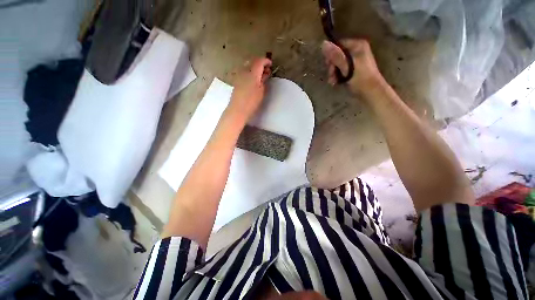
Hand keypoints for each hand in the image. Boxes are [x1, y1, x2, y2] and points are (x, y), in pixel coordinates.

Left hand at [228, 57, 271, 121]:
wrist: (238, 109)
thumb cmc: (252, 102)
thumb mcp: (261, 91)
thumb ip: (263, 80)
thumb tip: (265, 73)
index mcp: (252, 73)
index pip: (259, 61)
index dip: (266, 61)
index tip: (271, 64)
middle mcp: (244, 71)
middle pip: (252, 61)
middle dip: (260, 63)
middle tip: (266, 70)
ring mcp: (238, 75)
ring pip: (247, 66)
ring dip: (254, 68)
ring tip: (260, 75)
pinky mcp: (236, 81)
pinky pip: (244, 71)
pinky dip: (249, 72)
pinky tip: (252, 80)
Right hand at [321, 39, 383, 96]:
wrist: (371, 93)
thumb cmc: (360, 79)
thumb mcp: (346, 67)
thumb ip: (335, 56)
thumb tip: (323, 43)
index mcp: (357, 46)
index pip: (338, 45)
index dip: (331, 56)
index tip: (328, 66)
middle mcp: (357, 50)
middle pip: (338, 55)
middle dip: (332, 67)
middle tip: (331, 76)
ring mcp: (356, 60)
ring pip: (339, 64)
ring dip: (333, 73)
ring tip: (333, 82)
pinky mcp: (354, 69)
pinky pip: (342, 70)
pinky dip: (338, 76)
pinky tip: (336, 83)